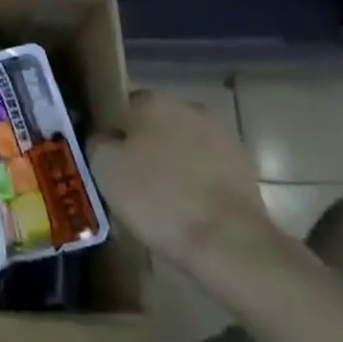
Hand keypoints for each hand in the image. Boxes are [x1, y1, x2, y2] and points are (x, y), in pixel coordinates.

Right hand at [90, 90, 277, 278]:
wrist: (227, 241)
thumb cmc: (156, 197)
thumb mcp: (104, 168)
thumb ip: (98, 142)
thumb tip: (104, 139)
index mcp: (153, 101)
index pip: (123, 108)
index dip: (114, 134)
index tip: (109, 162)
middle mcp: (190, 108)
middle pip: (157, 125)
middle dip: (146, 147)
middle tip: (132, 182)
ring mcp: (223, 137)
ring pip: (184, 147)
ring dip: (174, 165)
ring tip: (161, 202)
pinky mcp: (245, 168)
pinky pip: (208, 171)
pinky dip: (198, 184)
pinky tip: (188, 211)